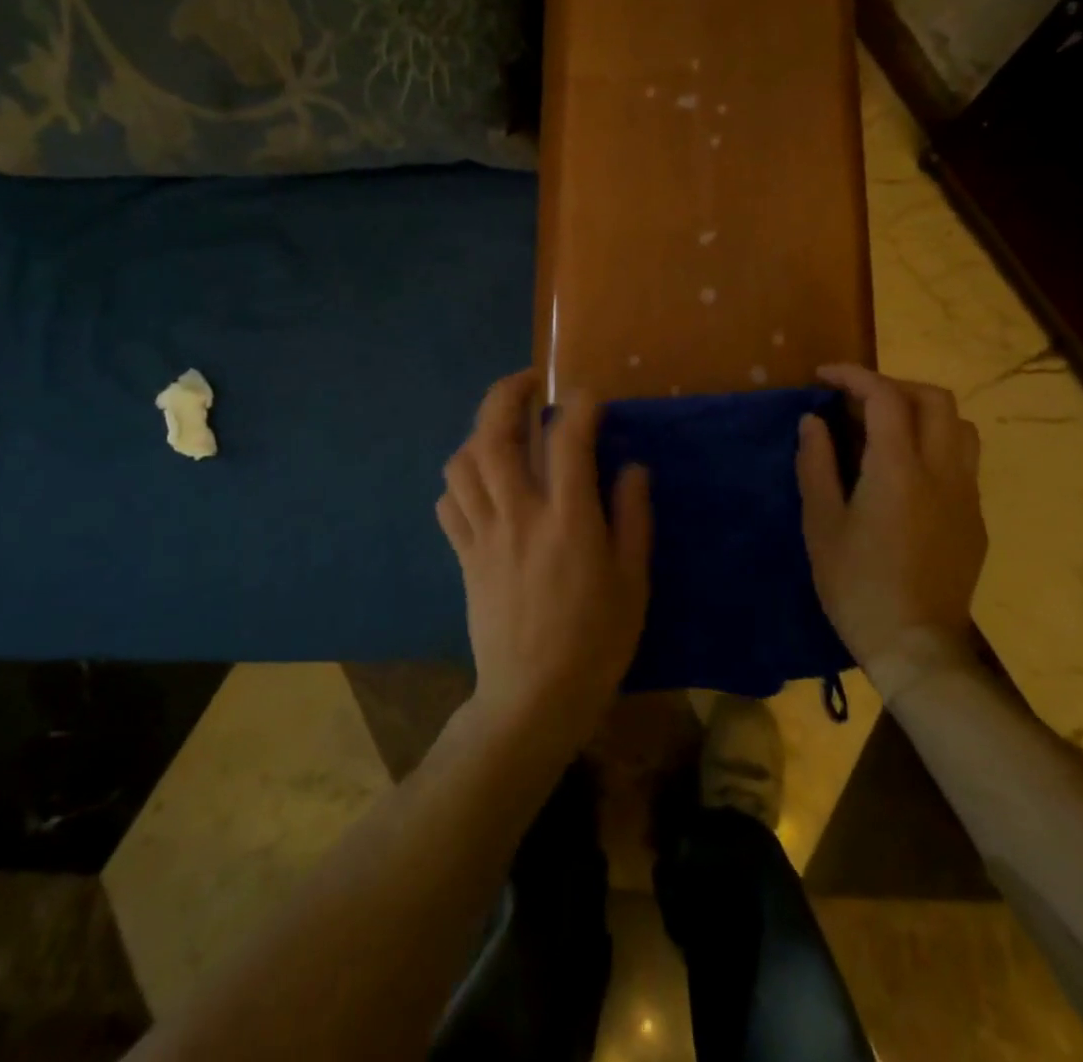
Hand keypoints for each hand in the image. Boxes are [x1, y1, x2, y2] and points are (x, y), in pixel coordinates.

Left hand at [436, 371, 652, 748]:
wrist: (533, 699)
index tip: (588, 395)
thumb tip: (632, 468)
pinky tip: (479, 484)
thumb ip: (633, 519)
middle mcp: (519, 515)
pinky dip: (459, 483)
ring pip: (462, 464)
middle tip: (526, 383)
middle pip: (494, 436)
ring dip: (479, 435)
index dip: (578, 406)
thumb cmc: (595, 642)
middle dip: (505, 396)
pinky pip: (449, 506)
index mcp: (568, 520)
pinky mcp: (464, 557)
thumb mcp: (633, 583)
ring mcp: (484, 535)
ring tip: (501, 431)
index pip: (566, 440)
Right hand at [795, 364, 986, 674]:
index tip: (824, 376)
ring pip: (960, 426)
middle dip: (894, 386)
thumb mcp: (821, 524)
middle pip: (935, 399)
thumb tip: (813, 422)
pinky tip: (905, 472)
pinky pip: (963, 461)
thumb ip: (816, 464)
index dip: (853, 376)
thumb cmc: (857, 585)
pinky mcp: (975, 519)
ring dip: (923, 412)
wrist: (916, 646)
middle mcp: (942, 471)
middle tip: (856, 401)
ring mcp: (966, 495)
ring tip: (886, 428)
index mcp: (899, 469)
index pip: (885, 397)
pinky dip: (935, 443)